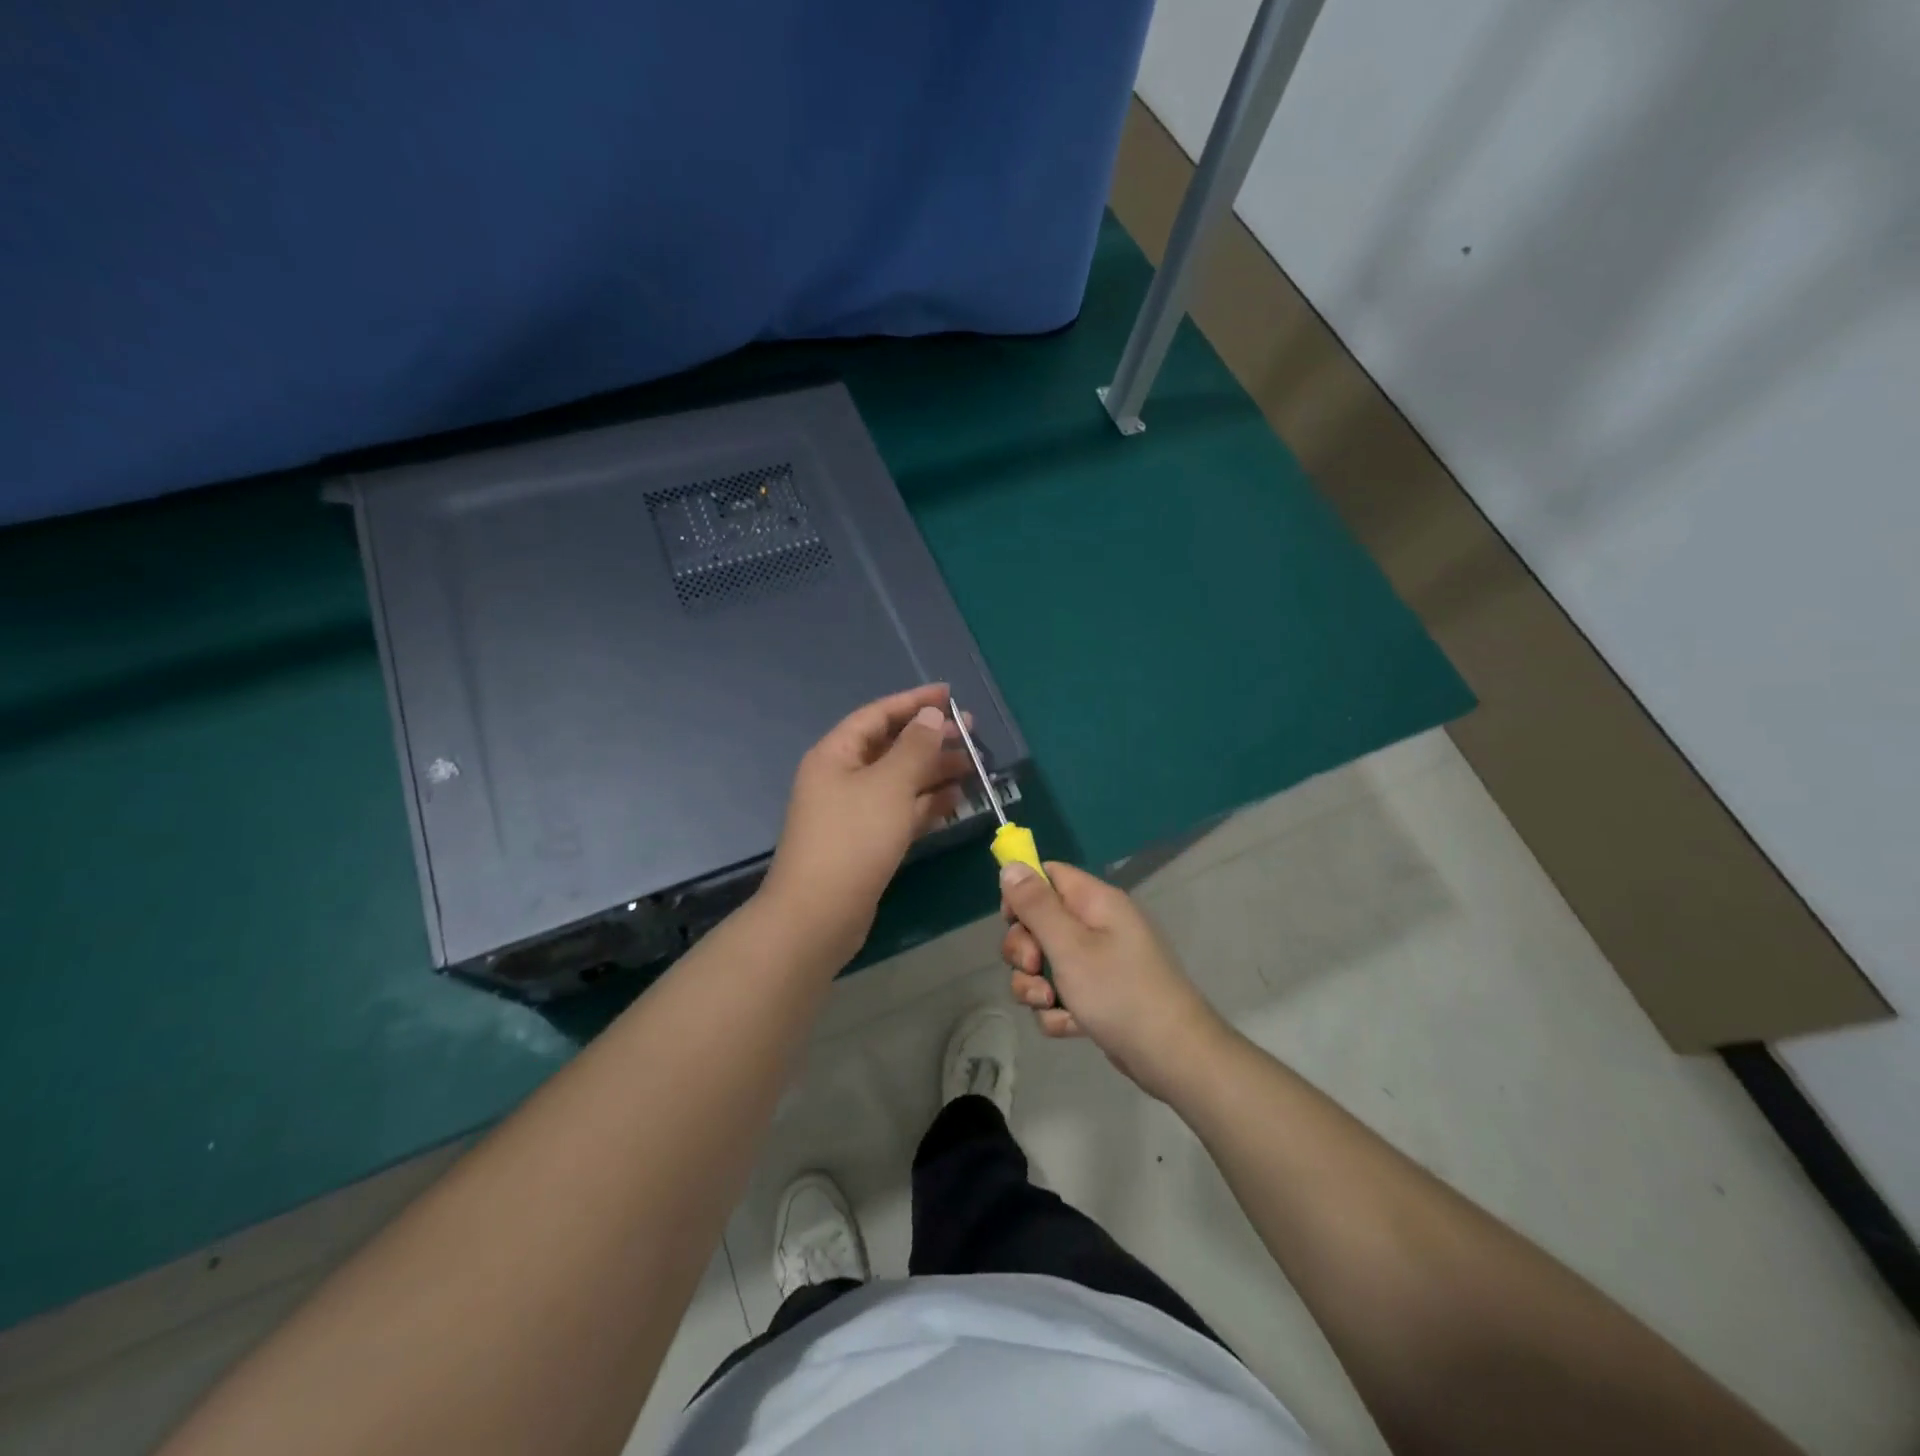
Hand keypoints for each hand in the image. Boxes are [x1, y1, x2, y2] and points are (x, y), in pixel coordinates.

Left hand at [759, 684, 972, 966]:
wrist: (819, 915)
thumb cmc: (853, 839)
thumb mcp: (889, 785)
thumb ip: (914, 747)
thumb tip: (930, 715)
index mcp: (836, 755)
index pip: (878, 715)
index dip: (914, 701)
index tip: (950, 694)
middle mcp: (842, 778)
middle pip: (891, 747)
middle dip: (931, 739)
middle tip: (972, 734)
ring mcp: (854, 812)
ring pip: (900, 781)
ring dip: (934, 772)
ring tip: (974, 766)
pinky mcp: (867, 842)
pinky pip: (901, 811)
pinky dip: (927, 804)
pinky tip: (956, 800)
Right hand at [1000, 861, 1231, 1100]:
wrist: (1172, 1056)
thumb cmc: (1119, 992)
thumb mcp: (1069, 946)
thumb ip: (1036, 905)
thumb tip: (1011, 866)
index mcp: (1095, 902)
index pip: (1048, 875)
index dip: (1023, 894)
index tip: (1011, 921)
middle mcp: (1098, 926)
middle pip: (1040, 922)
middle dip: (1025, 950)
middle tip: (1034, 968)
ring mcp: (1100, 963)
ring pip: (1046, 963)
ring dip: (1036, 986)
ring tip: (1048, 1004)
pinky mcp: (1100, 996)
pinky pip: (1062, 994)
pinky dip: (1058, 1011)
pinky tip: (1069, 1026)